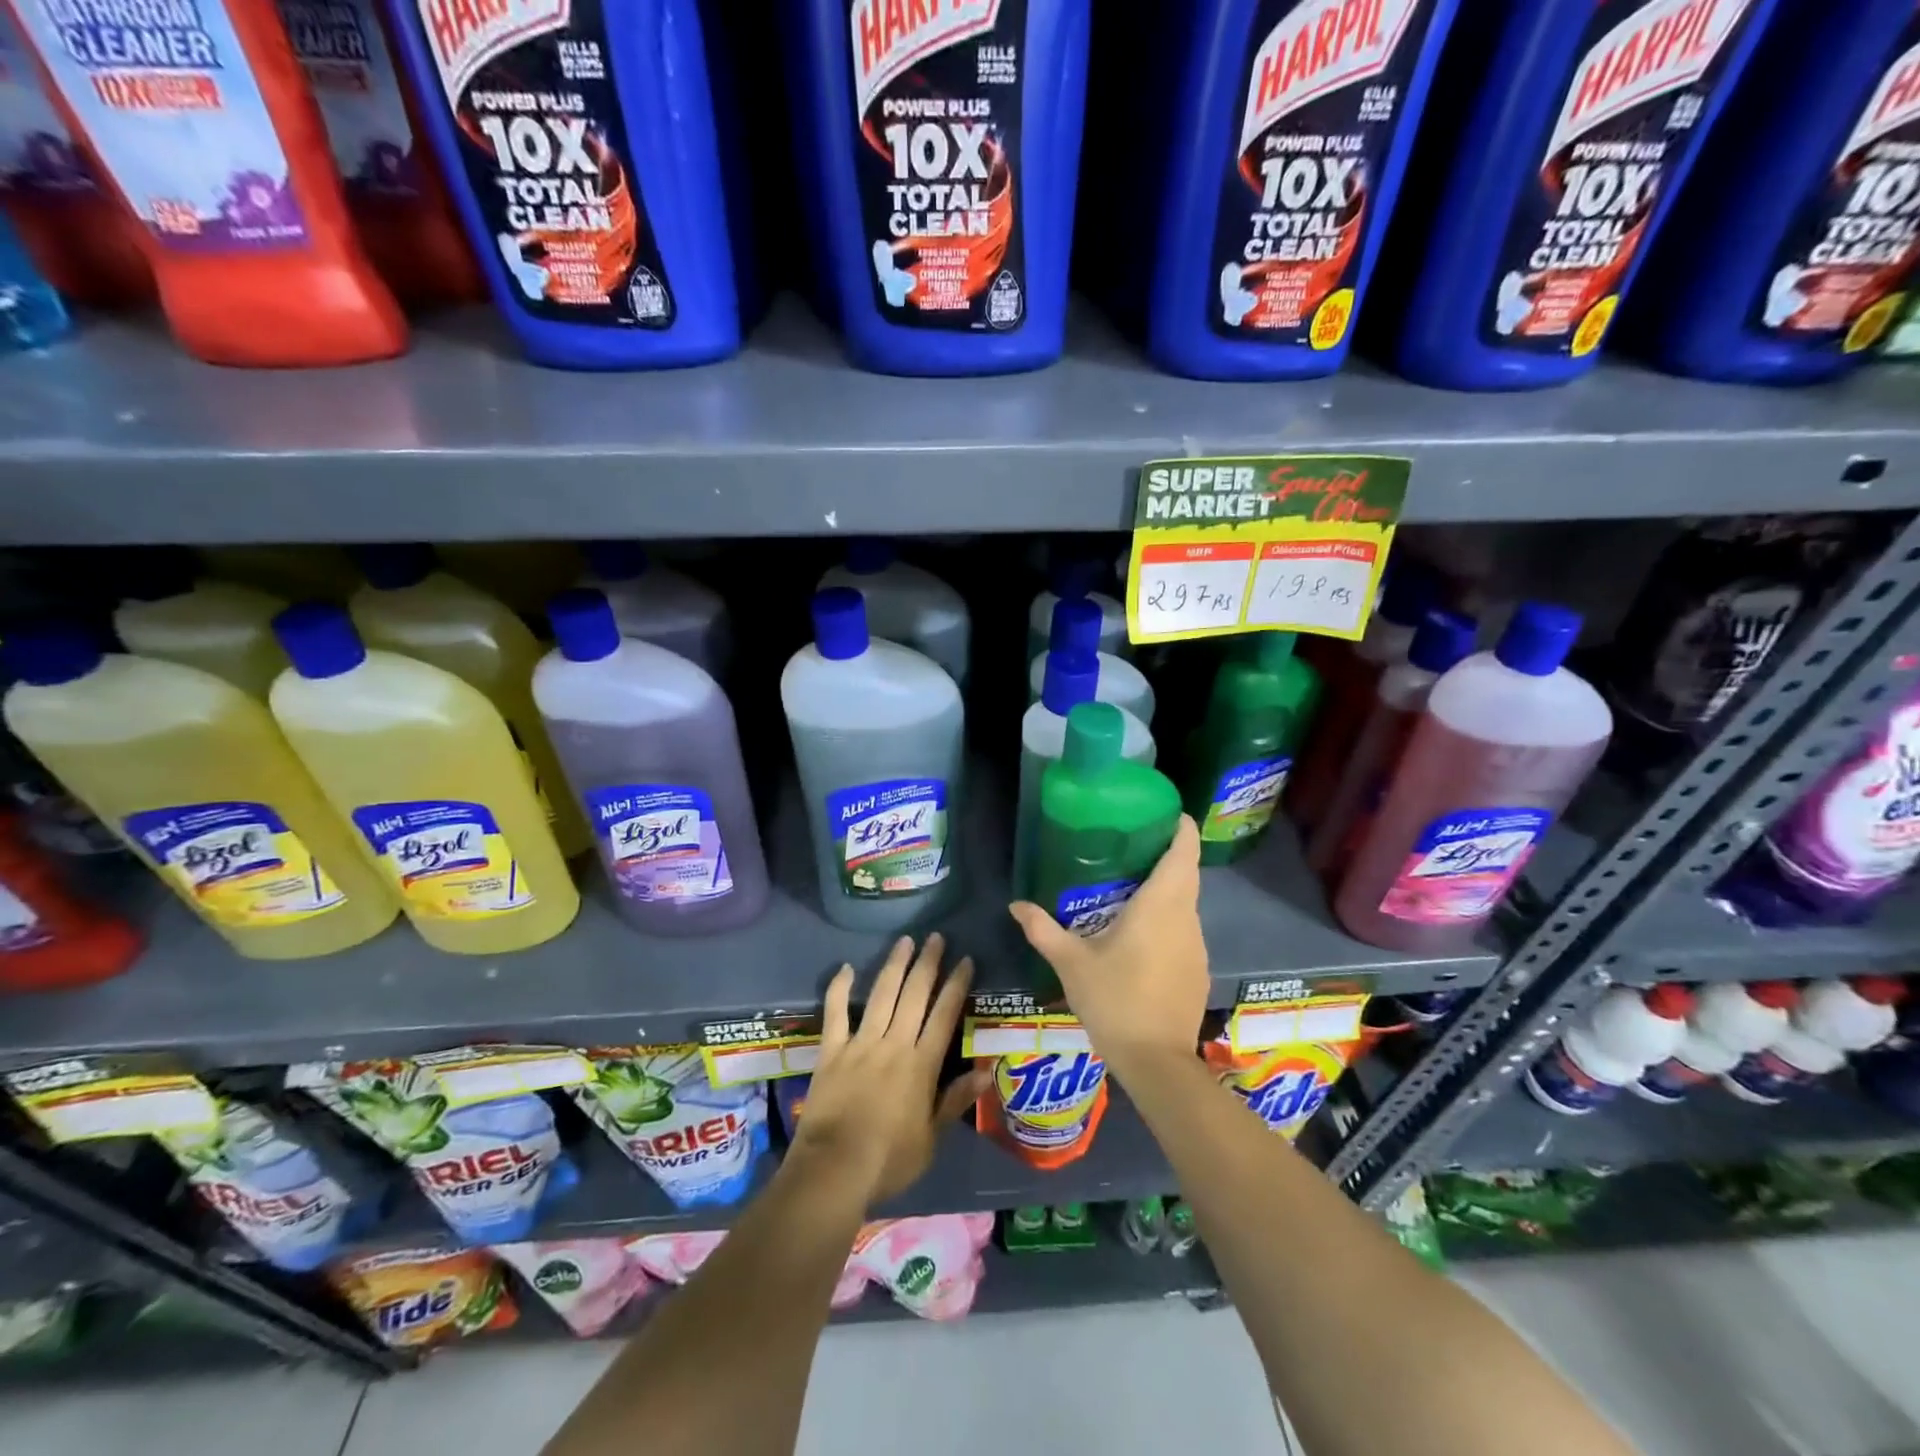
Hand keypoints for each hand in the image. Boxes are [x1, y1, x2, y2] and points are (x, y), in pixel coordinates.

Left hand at [789, 932, 985, 1208]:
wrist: (834, 1168)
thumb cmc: (889, 1160)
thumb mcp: (931, 1138)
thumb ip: (954, 1100)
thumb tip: (985, 1072)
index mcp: (921, 1065)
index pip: (944, 1015)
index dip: (956, 985)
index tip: (965, 960)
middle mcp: (894, 1044)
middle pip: (914, 995)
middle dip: (928, 963)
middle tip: (936, 937)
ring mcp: (860, 1043)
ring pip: (882, 995)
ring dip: (895, 966)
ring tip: (905, 941)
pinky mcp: (831, 1051)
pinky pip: (835, 1013)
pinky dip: (839, 988)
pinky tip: (846, 967)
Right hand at [1008, 816, 1208, 1075]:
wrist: (1156, 1062)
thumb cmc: (1114, 1000)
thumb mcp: (1071, 963)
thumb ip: (1043, 929)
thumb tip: (1015, 905)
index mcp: (1161, 905)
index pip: (1184, 851)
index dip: (1179, 827)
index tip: (1162, 812)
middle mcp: (1186, 917)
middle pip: (1186, 872)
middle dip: (1165, 853)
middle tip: (1130, 844)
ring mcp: (1197, 944)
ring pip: (1186, 902)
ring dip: (1166, 888)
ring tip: (1129, 885)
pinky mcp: (1198, 969)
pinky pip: (1184, 929)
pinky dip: (1168, 919)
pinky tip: (1140, 934)